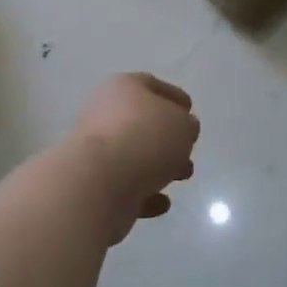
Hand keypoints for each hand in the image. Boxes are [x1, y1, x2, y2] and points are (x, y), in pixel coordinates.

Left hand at [68, 74, 199, 241]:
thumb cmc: (145, 138)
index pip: (152, 85)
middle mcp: (105, 112)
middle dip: (169, 137)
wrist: (100, 181)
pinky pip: (126, 185)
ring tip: (181, 176)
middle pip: (142, 121)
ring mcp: (97, 148)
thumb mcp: (182, 124)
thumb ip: (186, 124)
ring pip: (135, 154)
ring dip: (159, 165)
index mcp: (123, 87)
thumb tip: (181, 130)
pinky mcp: (95, 182)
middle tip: (188, 151)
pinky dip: (145, 192)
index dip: (173, 97)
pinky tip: (161, 202)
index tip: (190, 112)